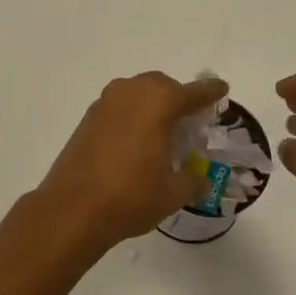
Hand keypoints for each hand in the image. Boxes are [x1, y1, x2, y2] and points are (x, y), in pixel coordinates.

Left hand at [34, 73, 228, 251]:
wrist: (73, 208)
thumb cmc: (130, 196)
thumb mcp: (173, 193)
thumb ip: (192, 179)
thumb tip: (199, 177)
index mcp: (157, 103)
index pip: (192, 92)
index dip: (210, 91)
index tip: (222, 89)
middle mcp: (131, 93)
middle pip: (162, 86)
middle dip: (179, 98)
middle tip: (191, 121)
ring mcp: (105, 103)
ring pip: (138, 92)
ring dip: (153, 105)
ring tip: (165, 133)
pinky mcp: (88, 118)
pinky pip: (120, 106)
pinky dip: (134, 114)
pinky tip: (138, 141)